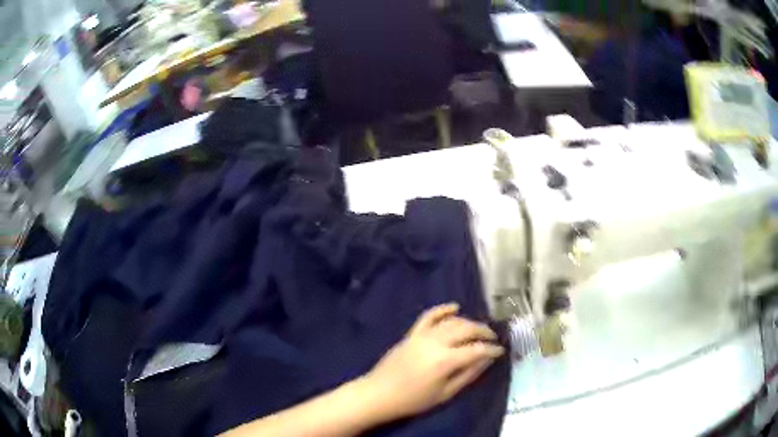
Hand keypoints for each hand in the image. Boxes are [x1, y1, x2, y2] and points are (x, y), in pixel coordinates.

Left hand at [363, 303, 503, 421]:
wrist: (379, 394)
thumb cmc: (413, 400)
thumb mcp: (445, 394)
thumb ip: (468, 375)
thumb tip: (486, 360)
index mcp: (445, 360)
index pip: (477, 349)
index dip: (492, 349)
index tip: (501, 351)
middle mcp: (436, 342)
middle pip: (466, 329)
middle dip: (483, 332)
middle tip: (493, 338)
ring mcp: (422, 335)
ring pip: (451, 321)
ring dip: (468, 322)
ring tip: (478, 330)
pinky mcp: (412, 333)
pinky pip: (428, 316)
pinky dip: (442, 310)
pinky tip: (455, 307)